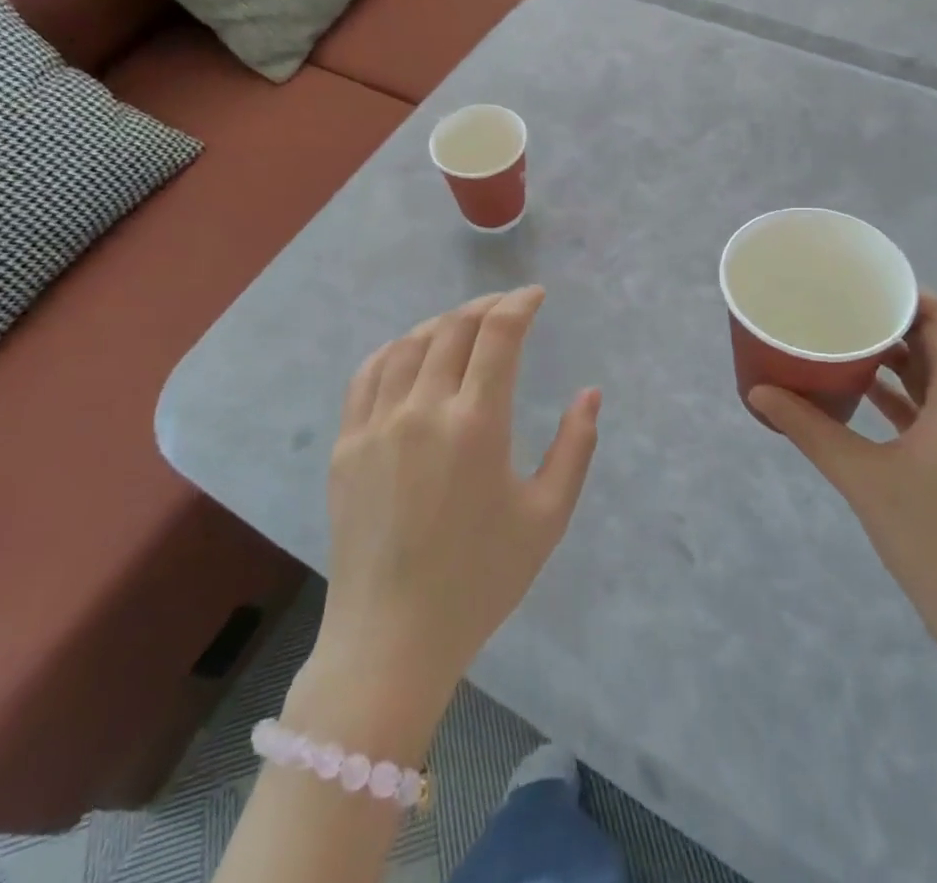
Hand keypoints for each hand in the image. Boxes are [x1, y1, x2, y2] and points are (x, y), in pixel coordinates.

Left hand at [313, 287, 600, 717]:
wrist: (391, 639)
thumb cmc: (480, 581)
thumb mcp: (546, 517)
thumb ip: (575, 447)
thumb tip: (590, 393)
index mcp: (476, 424)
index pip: (498, 334)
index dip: (519, 303)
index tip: (536, 296)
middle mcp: (423, 410)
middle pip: (453, 328)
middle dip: (486, 306)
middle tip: (507, 307)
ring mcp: (377, 424)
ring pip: (409, 344)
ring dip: (442, 324)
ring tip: (464, 327)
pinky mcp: (347, 444)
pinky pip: (368, 375)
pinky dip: (395, 350)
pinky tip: (410, 354)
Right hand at [748, 294, 936, 674]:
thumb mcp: (864, 479)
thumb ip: (811, 431)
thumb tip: (758, 393)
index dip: (907, 293)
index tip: (861, 283)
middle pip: (935, 343)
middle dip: (890, 320)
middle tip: (839, 306)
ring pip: (929, 378)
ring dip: (891, 357)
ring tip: (840, 339)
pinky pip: (924, 410)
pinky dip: (893, 395)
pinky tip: (854, 394)